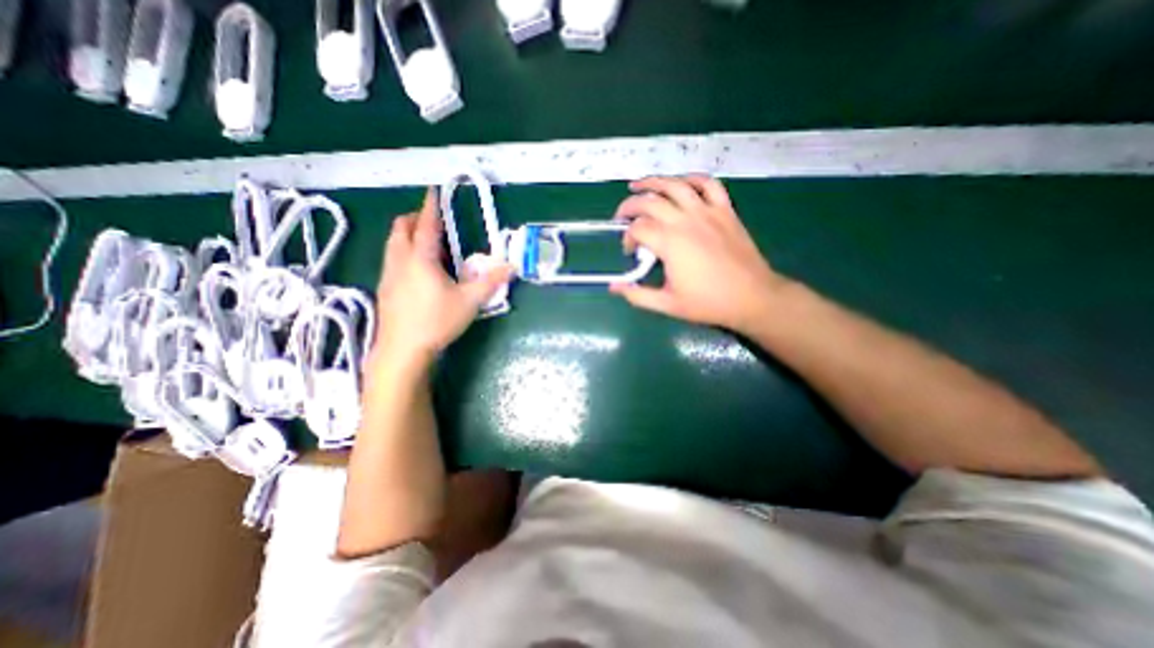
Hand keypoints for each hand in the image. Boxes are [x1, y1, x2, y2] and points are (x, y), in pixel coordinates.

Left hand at [371, 186, 509, 368]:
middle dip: (415, 219)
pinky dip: (402, 252)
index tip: (432, 192)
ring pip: (393, 244)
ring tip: (427, 244)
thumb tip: (511, 267)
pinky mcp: (384, 288)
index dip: (430, 207)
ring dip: (407, 235)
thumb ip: (491, 281)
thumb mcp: (470, 301)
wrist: (403, 350)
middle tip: (433, 221)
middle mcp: (400, 260)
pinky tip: (416, 269)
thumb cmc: (437, 321)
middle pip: (401, 229)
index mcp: (421, 258)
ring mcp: (388, 274)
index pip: (426, 225)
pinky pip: (391, 259)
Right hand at [612, 176, 793, 332]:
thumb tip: (614, 287)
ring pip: (675, 185)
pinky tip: (681, 183)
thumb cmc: (708, 302)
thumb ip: (637, 295)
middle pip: (649, 202)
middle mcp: (685, 220)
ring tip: (638, 185)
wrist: (752, 297)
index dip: (627, 238)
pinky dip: (692, 179)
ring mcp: (707, 212)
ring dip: (653, 182)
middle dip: (629, 206)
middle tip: (621, 216)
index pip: (638, 229)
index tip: (630, 252)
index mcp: (670, 243)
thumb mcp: (667, 304)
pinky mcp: (725, 210)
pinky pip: (709, 184)